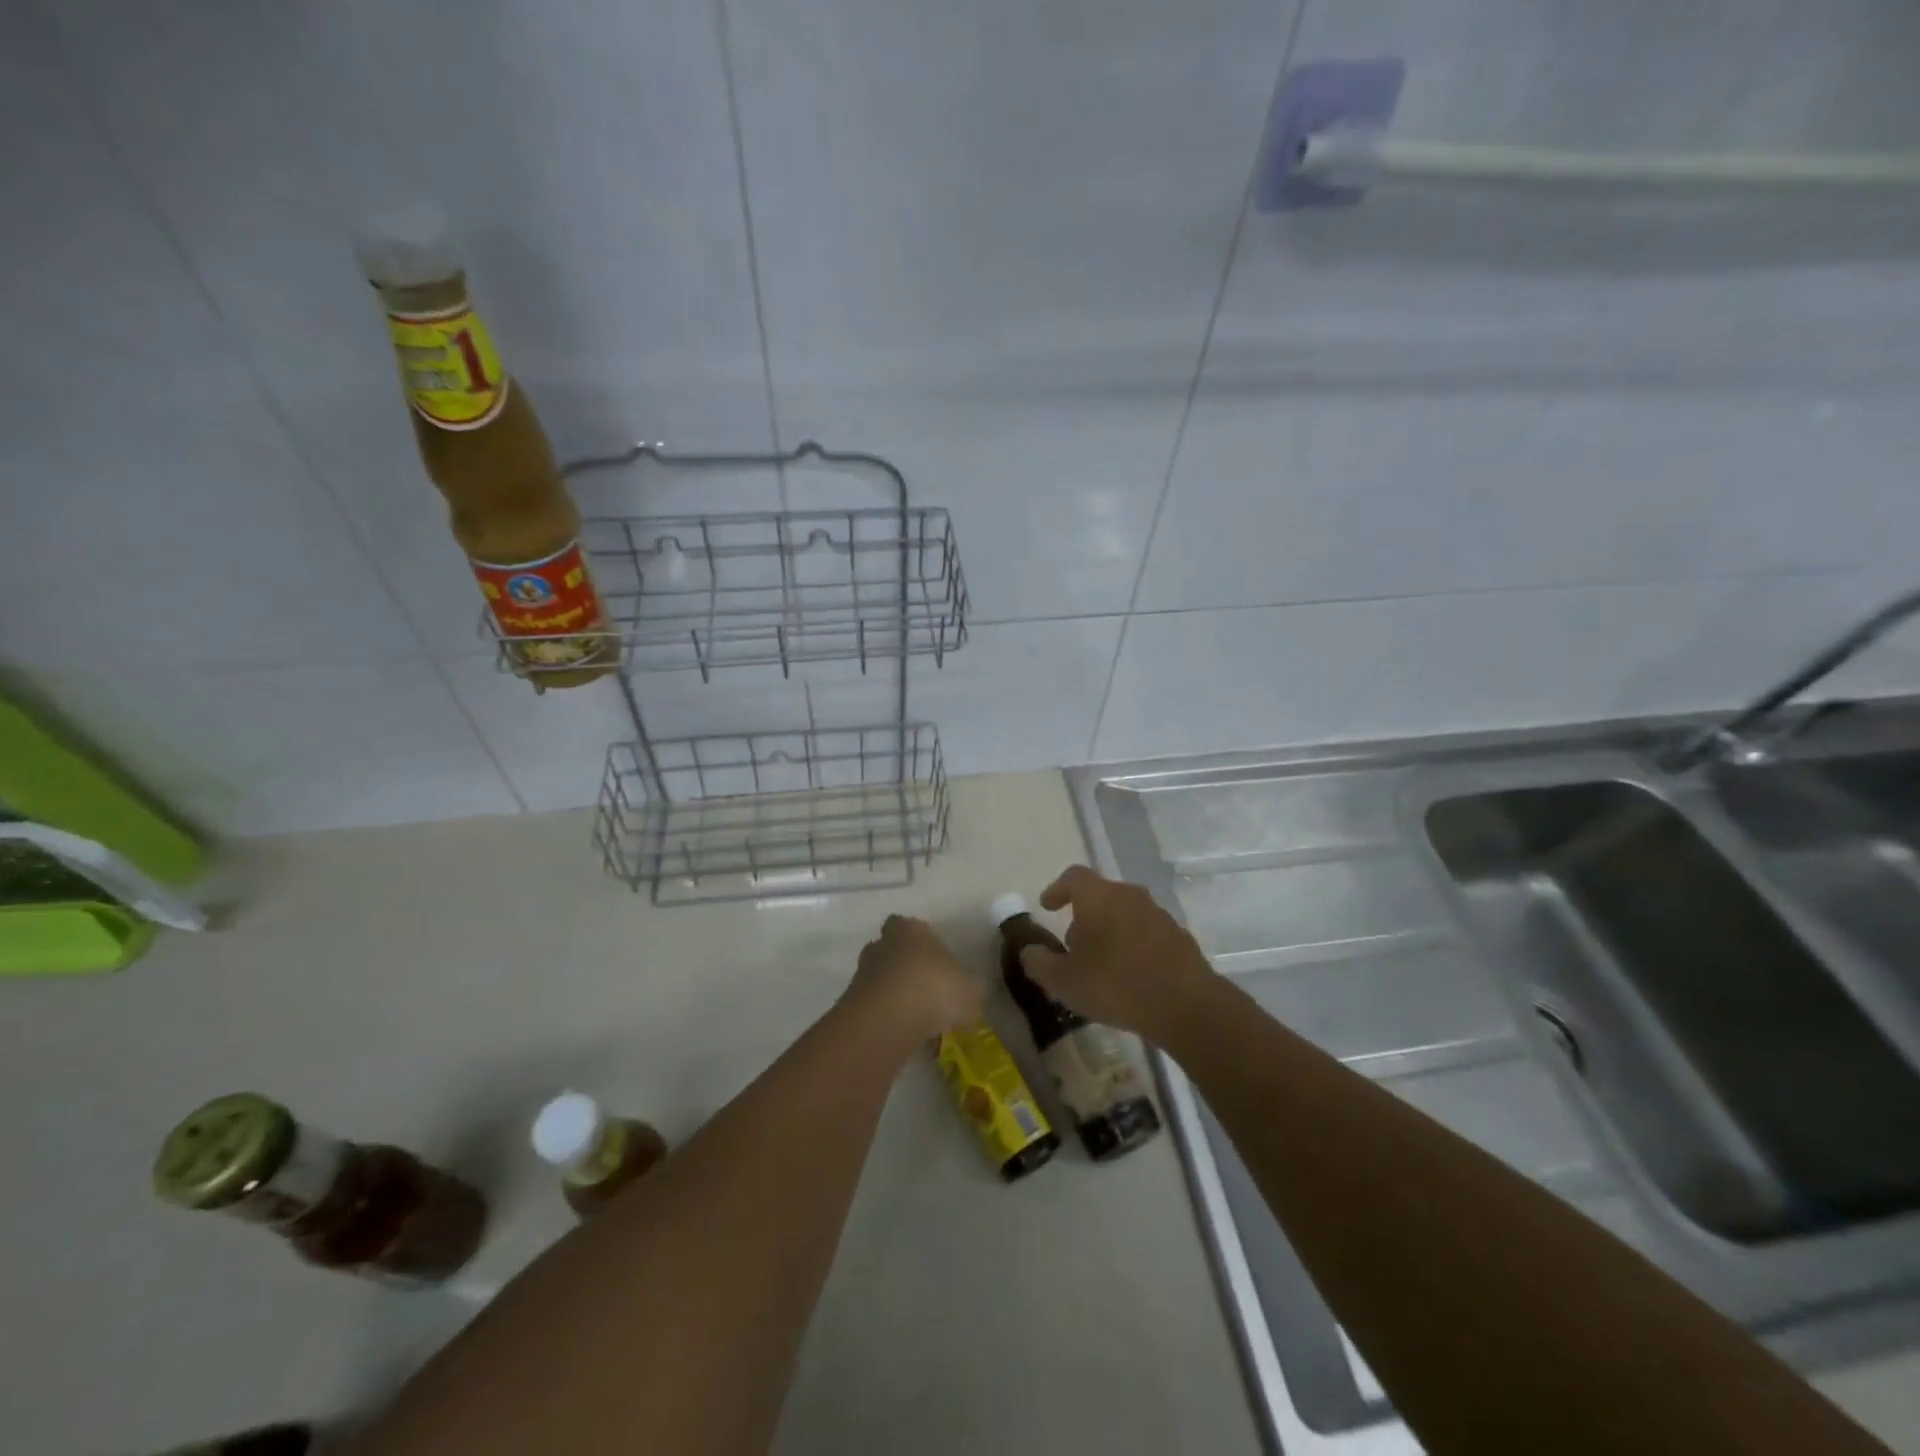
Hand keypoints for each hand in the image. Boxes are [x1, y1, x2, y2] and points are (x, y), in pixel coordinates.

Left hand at [843, 915, 982, 1045]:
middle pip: (892, 949)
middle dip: (905, 965)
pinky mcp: (851, 1001)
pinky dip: (885, 1015)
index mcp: (911, 930)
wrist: (887, 1021)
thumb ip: (971, 986)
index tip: (935, 960)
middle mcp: (883, 944)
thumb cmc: (934, 990)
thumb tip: (969, 988)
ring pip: (881, 977)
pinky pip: (873, 1004)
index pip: (911, 925)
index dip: (922, 940)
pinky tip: (903, 1032)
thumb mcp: (971, 989)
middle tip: (926, 988)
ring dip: (894, 992)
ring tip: (916, 1016)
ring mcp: (863, 972)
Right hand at [1019, 866, 1217, 1038]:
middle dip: (1084, 916)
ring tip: (1101, 964)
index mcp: (1099, 897)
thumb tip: (1029, 951)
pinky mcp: (1179, 938)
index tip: (1048, 906)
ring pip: (1125, 914)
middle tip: (1072, 945)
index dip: (1057, 889)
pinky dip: (1133, 946)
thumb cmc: (1115, 984)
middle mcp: (1130, 896)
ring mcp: (1159, 915)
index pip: (1073, 877)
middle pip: (1101, 895)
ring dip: (1110, 931)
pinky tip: (1130, 976)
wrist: (1186, 1005)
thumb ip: (1039, 963)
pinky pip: (1147, 933)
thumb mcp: (1064, 981)